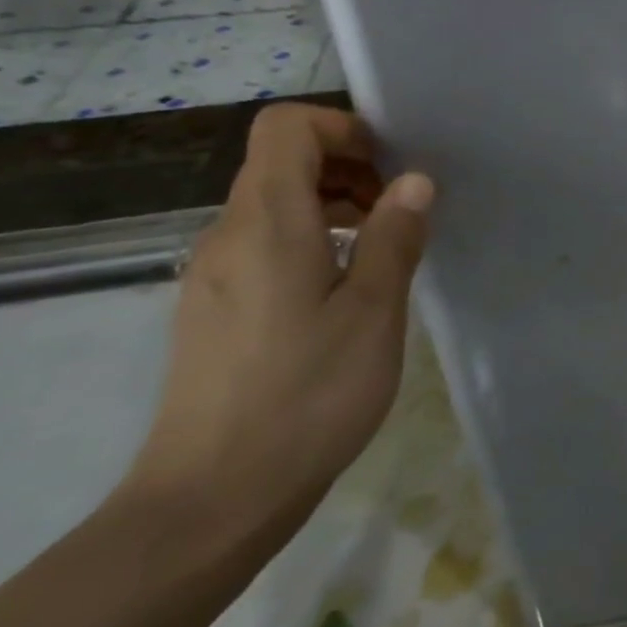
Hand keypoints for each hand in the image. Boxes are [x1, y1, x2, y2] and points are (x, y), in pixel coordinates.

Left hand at [125, 105, 433, 539]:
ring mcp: (212, 275)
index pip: (286, 128)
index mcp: (267, 223)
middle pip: (279, 162)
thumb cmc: (306, 395)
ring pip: (273, 206)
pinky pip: (264, 245)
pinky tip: (345, 290)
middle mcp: (228, 235)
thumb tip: (413, 181)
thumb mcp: (373, 312)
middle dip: (348, 167)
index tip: (392, 166)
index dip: (342, 127)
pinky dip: (310, 241)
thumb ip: (393, 236)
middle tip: (403, 210)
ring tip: (384, 249)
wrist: (212, 498)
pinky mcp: (213, 309)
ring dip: (332, 205)